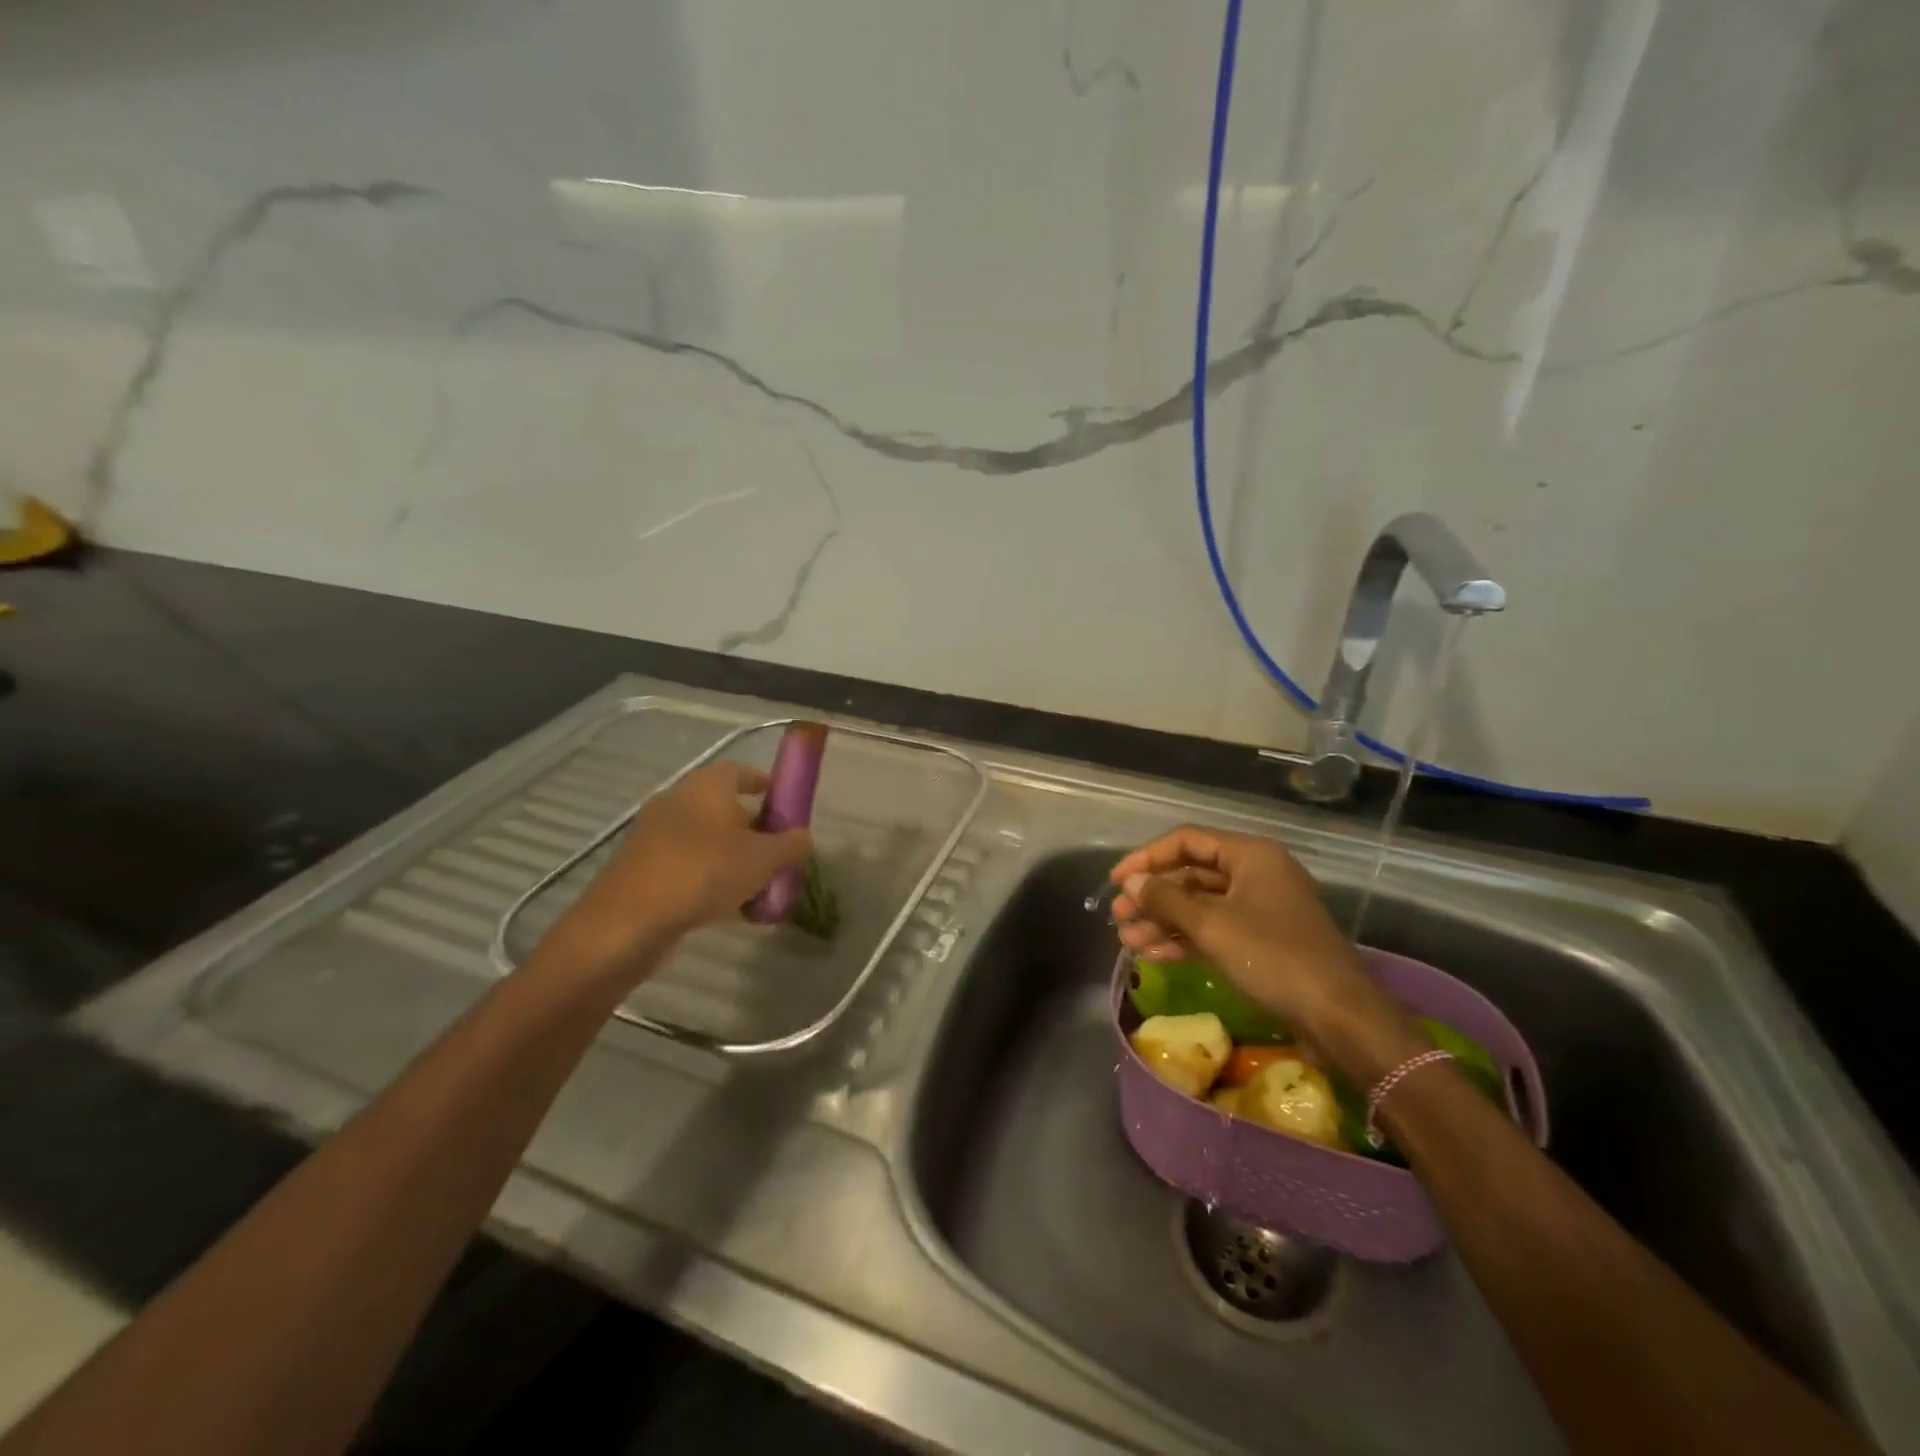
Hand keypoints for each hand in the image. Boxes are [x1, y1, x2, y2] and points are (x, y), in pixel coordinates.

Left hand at [539, 762, 811, 985]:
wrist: (627, 922)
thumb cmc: (703, 873)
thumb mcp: (764, 859)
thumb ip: (791, 845)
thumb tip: (804, 837)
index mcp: (705, 787)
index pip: (738, 771)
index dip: (762, 783)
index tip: (783, 800)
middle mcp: (676, 802)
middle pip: (722, 808)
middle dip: (752, 828)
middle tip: (777, 852)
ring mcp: (653, 836)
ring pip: (704, 840)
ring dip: (731, 858)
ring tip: (758, 887)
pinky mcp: (640, 869)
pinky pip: (685, 866)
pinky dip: (707, 879)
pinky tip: (727, 909)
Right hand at [1110, 826, 1417, 1062]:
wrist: (1338, 1016)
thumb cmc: (1273, 957)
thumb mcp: (1212, 925)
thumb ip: (1166, 900)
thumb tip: (1130, 882)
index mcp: (1251, 855)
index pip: (1186, 841)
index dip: (1146, 858)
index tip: (1115, 880)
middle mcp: (1256, 873)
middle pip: (1191, 874)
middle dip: (1152, 895)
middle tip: (1117, 915)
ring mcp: (1261, 909)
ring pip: (1200, 905)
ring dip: (1163, 921)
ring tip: (1127, 940)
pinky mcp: (1263, 941)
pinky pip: (1215, 930)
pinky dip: (1185, 939)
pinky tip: (1153, 955)